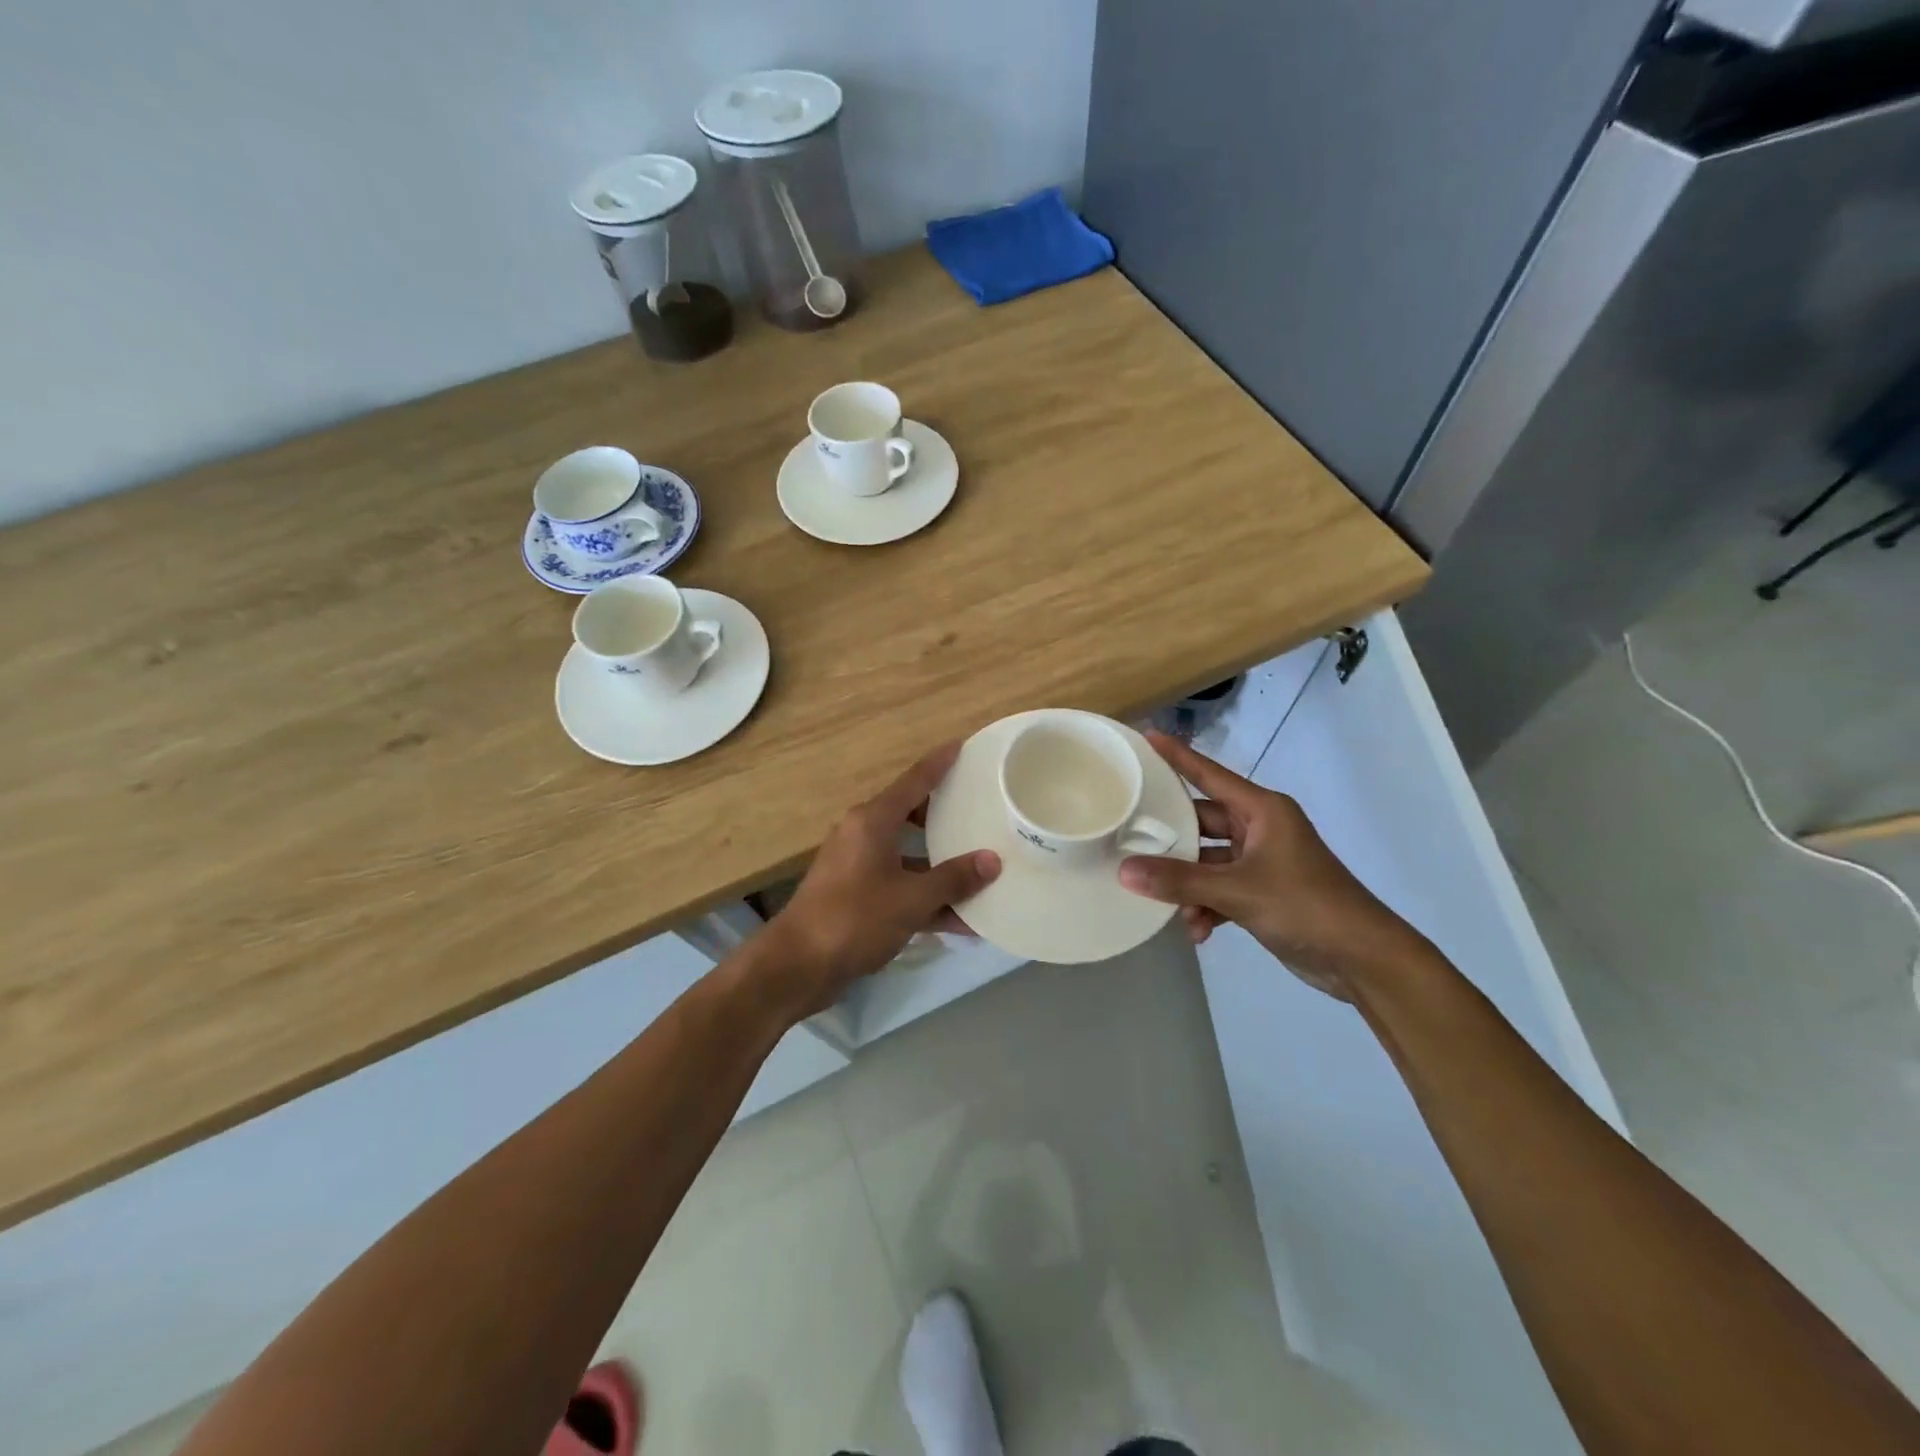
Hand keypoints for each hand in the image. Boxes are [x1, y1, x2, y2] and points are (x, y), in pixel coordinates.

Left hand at [764, 743, 1000, 1014]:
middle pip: (911, 815)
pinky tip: (962, 920)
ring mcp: (858, 866)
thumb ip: (953, 879)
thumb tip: (992, 861)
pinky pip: (901, 886)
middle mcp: (863, 835)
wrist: (798, 965)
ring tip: (982, 868)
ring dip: (941, 866)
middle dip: (945, 814)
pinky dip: (926, 897)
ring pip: (909, 855)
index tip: (963, 745)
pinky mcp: (857, 896)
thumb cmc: (855, 918)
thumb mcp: (911, 899)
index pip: (914, 781)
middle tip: (980, 808)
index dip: (939, 763)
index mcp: (873, 821)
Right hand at [1118, 733, 1429, 999]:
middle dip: (1171, 842)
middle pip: (1201, 823)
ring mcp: (1262, 861)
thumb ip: (1180, 881)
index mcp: (1262, 810)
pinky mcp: (1264, 892)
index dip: (1177, 756)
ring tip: (1170, 909)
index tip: (1146, 737)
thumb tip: (1124, 872)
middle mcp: (1260, 828)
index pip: (1209, 775)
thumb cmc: (1305, 906)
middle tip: (1129, 843)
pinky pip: (1221, 889)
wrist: (1363, 959)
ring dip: (1189, 886)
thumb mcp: (1237, 891)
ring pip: (1208, 862)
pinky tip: (1197, 931)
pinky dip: (1207, 906)